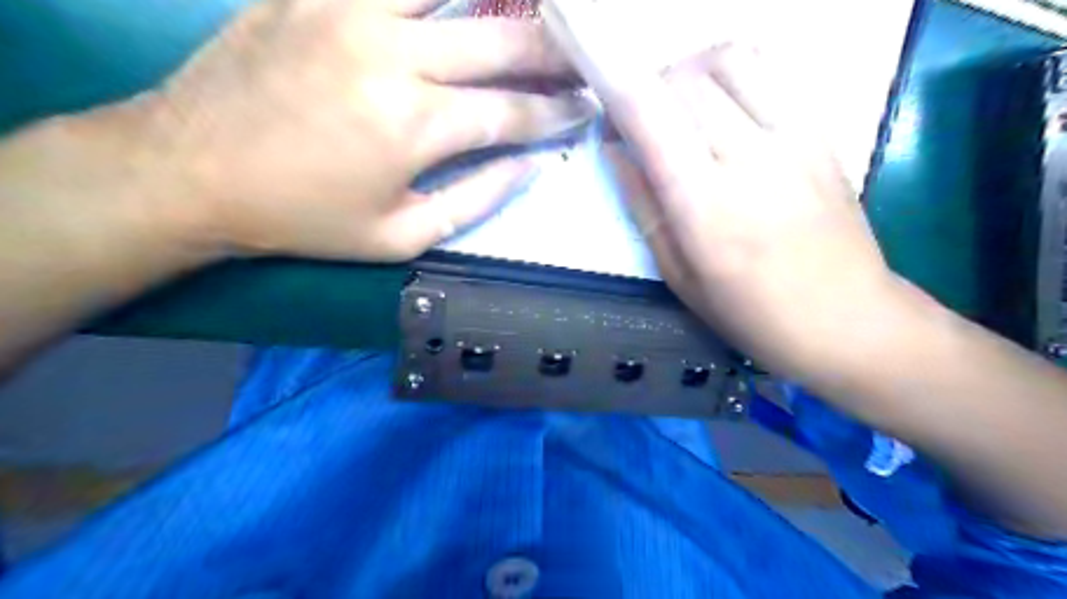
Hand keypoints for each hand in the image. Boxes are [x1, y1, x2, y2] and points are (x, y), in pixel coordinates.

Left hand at [134, 0, 591, 261]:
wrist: (194, 171)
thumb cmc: (307, 219)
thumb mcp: (400, 237)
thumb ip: (474, 201)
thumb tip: (529, 168)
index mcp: (416, 126)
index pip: (511, 111)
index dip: (556, 111)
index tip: (586, 109)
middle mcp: (394, 55)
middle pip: (499, 40)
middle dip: (552, 51)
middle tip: (583, 55)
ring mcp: (351, 10)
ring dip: (503, 3)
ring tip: (539, 15)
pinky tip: (459, 3)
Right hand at [597, 47, 901, 378]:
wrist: (846, 318)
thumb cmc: (750, 313)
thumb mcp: (677, 274)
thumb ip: (643, 205)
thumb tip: (615, 150)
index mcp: (703, 203)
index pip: (647, 112)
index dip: (615, 94)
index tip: (605, 112)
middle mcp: (747, 156)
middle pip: (683, 78)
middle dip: (648, 89)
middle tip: (641, 122)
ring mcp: (791, 136)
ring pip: (728, 59)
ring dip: (690, 72)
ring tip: (682, 107)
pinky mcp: (820, 130)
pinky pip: (770, 71)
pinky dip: (732, 74)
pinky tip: (725, 109)